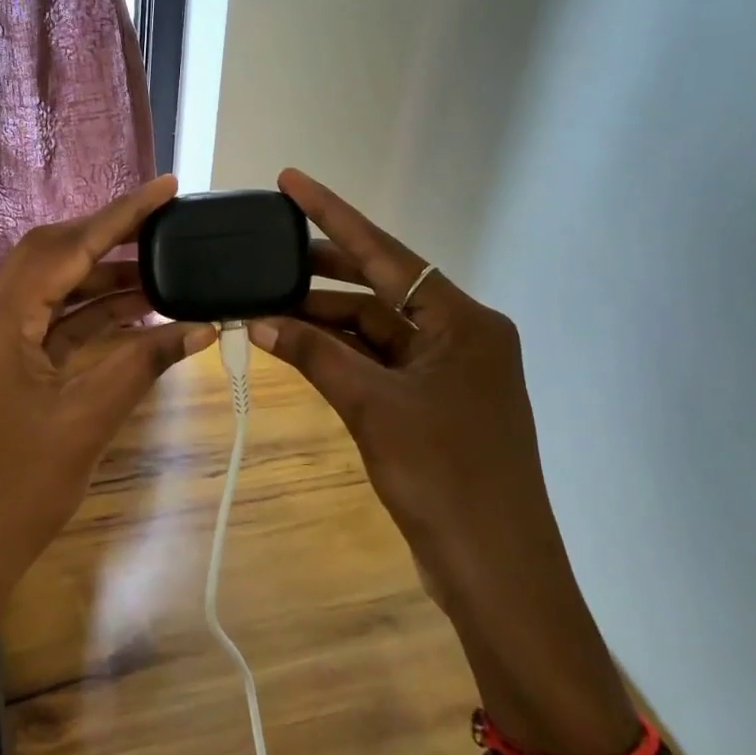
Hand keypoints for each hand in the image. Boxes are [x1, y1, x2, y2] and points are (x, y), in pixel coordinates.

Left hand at [0, 176, 214, 615]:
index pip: (68, 248)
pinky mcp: (4, 370)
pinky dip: (93, 318)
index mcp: (1, 321)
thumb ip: (144, 362)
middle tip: (166, 227)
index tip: (167, 187)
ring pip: (55, 292)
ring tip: (165, 274)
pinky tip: (136, 316)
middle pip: (53, 257)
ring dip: (105, 282)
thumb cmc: (17, 490)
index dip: (121, 214)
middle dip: (110, 239)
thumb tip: (204, 325)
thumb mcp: (89, 419)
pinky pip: (53, 327)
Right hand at [251, 169, 635, 754]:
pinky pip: (380, 362)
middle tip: (267, 250)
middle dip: (323, 270)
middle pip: (381, 286)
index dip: (333, 214)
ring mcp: (450, 371)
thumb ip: (317, 356)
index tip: (289, 181)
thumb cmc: (444, 479)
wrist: (496, 573)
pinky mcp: (436, 404)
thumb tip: (259, 320)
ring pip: (376, 327)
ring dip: (325, 319)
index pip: (386, 253)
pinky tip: (299, 346)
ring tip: (267, 304)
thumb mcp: (373, 408)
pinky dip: (341, 355)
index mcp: (463, 321)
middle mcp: (461, 334)